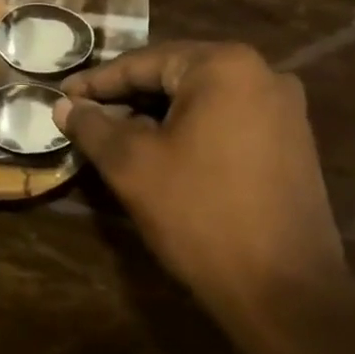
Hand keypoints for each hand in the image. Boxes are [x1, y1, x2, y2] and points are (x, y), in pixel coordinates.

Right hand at [54, 42, 348, 325]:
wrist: (284, 290)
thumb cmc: (200, 214)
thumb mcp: (132, 166)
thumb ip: (93, 127)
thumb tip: (64, 107)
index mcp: (224, 66)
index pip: (144, 63)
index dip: (97, 82)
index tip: (62, 96)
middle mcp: (262, 73)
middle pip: (175, 76)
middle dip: (127, 97)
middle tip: (84, 116)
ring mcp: (284, 109)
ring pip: (201, 100)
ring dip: (156, 115)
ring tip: (115, 136)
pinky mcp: (293, 142)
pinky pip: (226, 121)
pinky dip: (189, 130)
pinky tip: (162, 152)